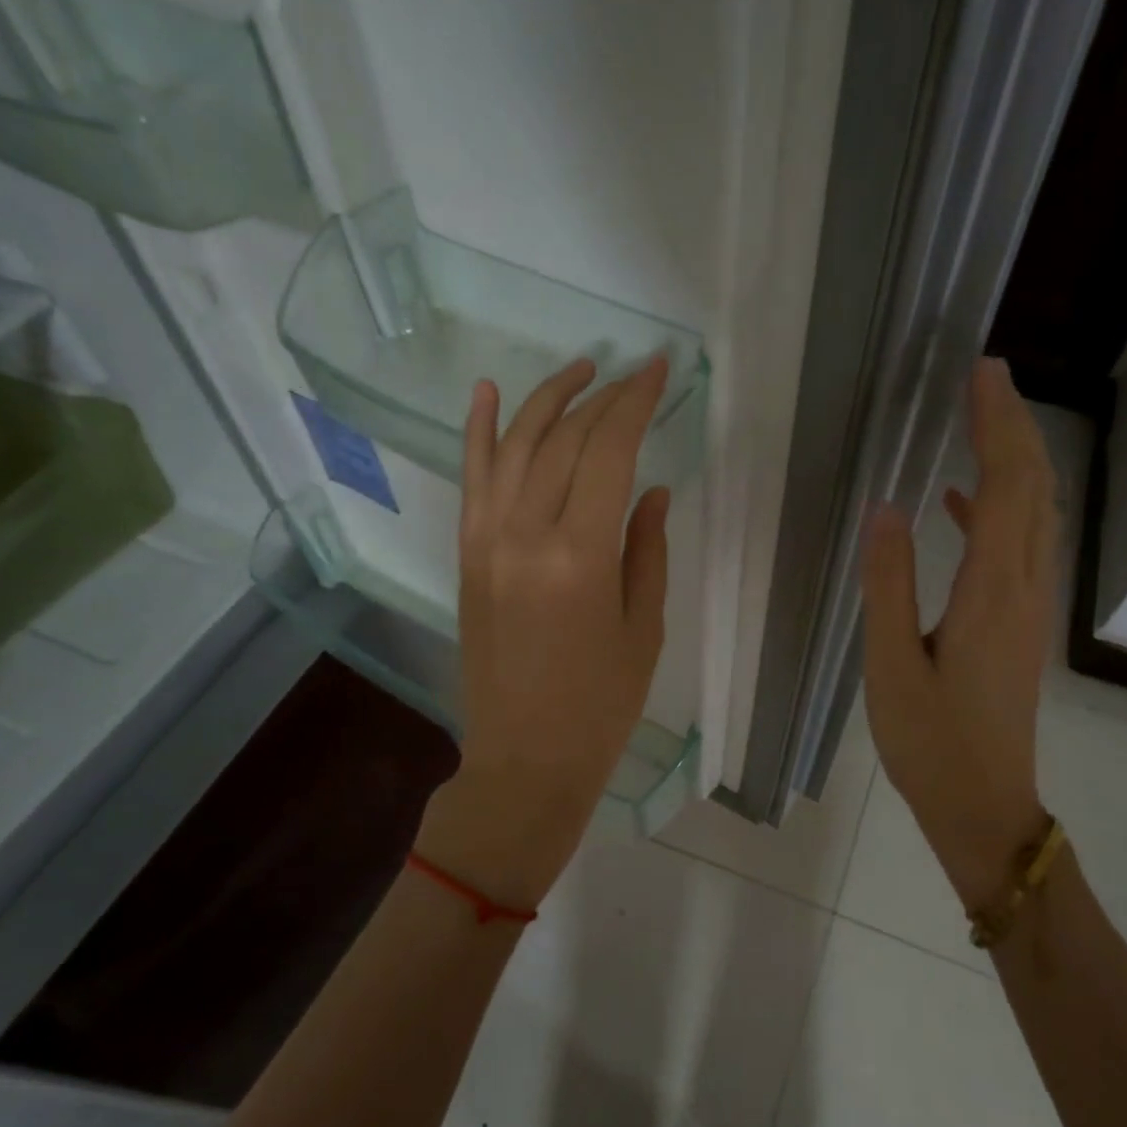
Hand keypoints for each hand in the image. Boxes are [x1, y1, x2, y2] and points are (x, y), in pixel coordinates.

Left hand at [432, 357, 671, 907]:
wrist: (524, 757)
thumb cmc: (600, 705)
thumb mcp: (643, 629)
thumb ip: (647, 549)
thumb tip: (652, 490)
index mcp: (580, 556)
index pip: (609, 452)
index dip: (636, 403)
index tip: (658, 370)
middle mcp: (525, 534)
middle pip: (563, 440)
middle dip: (602, 398)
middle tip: (633, 375)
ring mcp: (487, 541)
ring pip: (514, 445)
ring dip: (548, 399)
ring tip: (581, 370)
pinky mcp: (467, 554)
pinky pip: (471, 479)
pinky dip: (477, 430)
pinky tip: (488, 391)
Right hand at [861, 356, 1058, 912]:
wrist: (983, 805)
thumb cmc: (930, 742)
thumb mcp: (891, 666)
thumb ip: (888, 586)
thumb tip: (885, 510)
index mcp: (992, 592)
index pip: (1007, 486)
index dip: (997, 425)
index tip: (982, 373)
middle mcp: (1023, 589)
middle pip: (1034, 489)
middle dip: (1014, 425)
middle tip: (986, 375)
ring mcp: (1028, 608)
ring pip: (1034, 515)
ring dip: (1014, 460)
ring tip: (979, 418)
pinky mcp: (1018, 624)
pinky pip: (1017, 547)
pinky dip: (996, 510)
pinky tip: (958, 500)